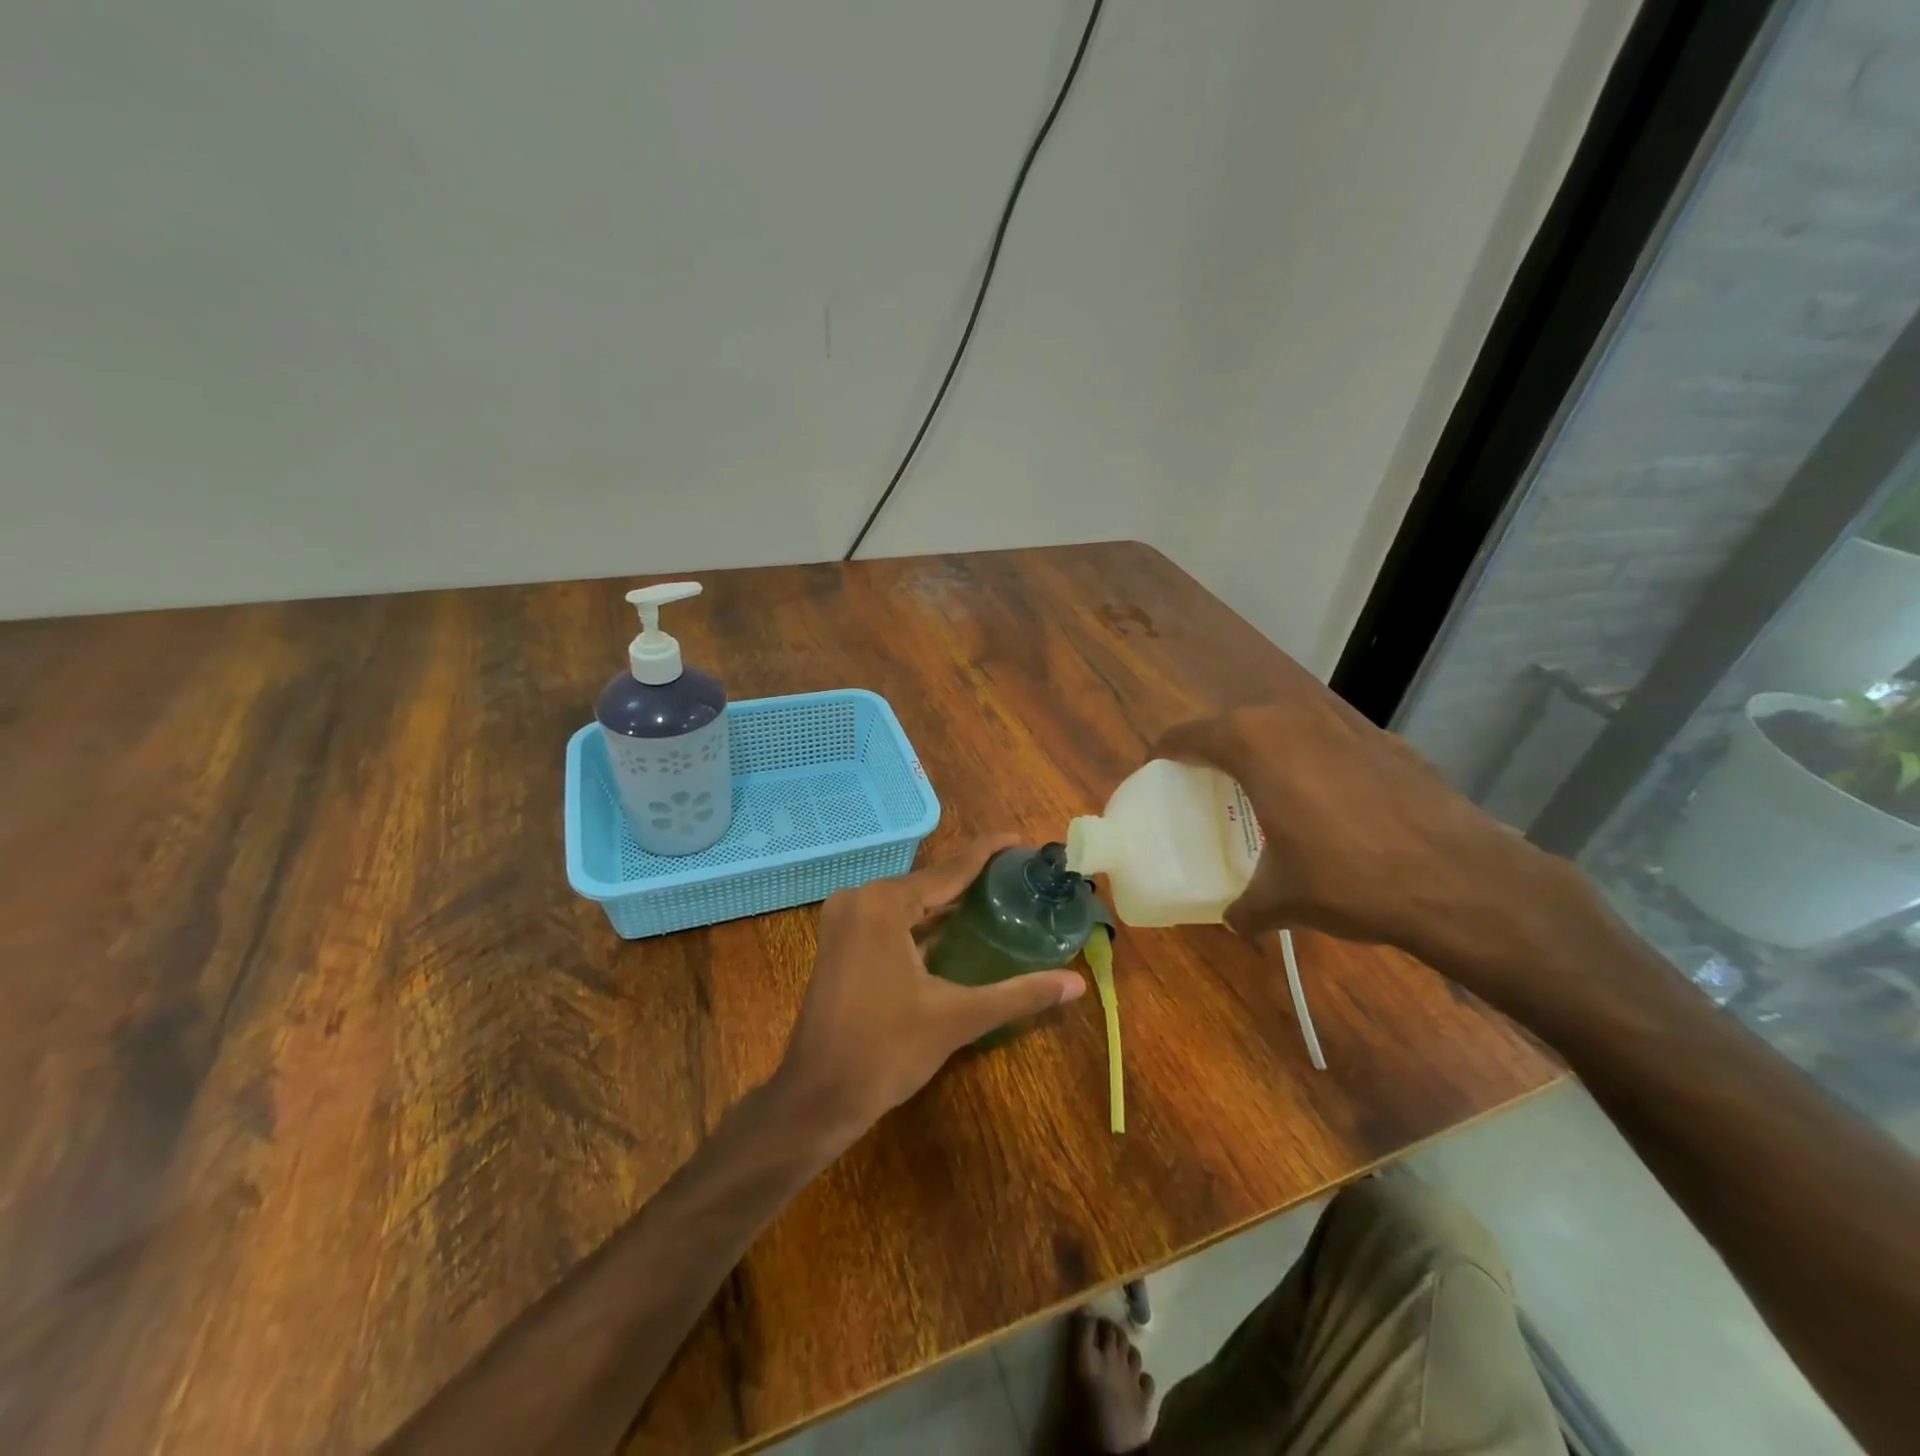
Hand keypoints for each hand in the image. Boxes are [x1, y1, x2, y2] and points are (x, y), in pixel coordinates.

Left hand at [773, 835, 1086, 1147]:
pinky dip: (922, 920)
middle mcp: (860, 898)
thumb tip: (1076, 983)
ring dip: (947, 901)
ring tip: (997, 896)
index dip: (989, 852)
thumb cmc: (886, 1052)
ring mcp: (844, 919)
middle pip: (929, 881)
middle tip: (1020, 876)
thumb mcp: (958, 1018)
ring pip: (909, 900)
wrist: (817, 1096)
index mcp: (885, 903)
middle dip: (973, 878)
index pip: (951, 868)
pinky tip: (955, 927)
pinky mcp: (839, 941)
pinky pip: (890, 917)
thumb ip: (1019, 994)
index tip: (1023, 840)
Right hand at [1154, 699, 1590, 999]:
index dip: (1166, 752)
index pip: (1188, 735)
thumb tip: (1235, 920)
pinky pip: (1329, 742)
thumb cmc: (1349, 879)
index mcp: (1253, 744)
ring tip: (1266, 790)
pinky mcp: (1386, 741)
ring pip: (1285, 727)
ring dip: (1266, 751)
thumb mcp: (1283, 899)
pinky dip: (1314, 762)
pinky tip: (1330, 803)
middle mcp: (1293, 719)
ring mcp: (1345, 724)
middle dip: (1216, 749)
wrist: (1461, 880)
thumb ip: (1246, 905)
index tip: (1157, 770)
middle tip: (1207, 784)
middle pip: (1235, 724)